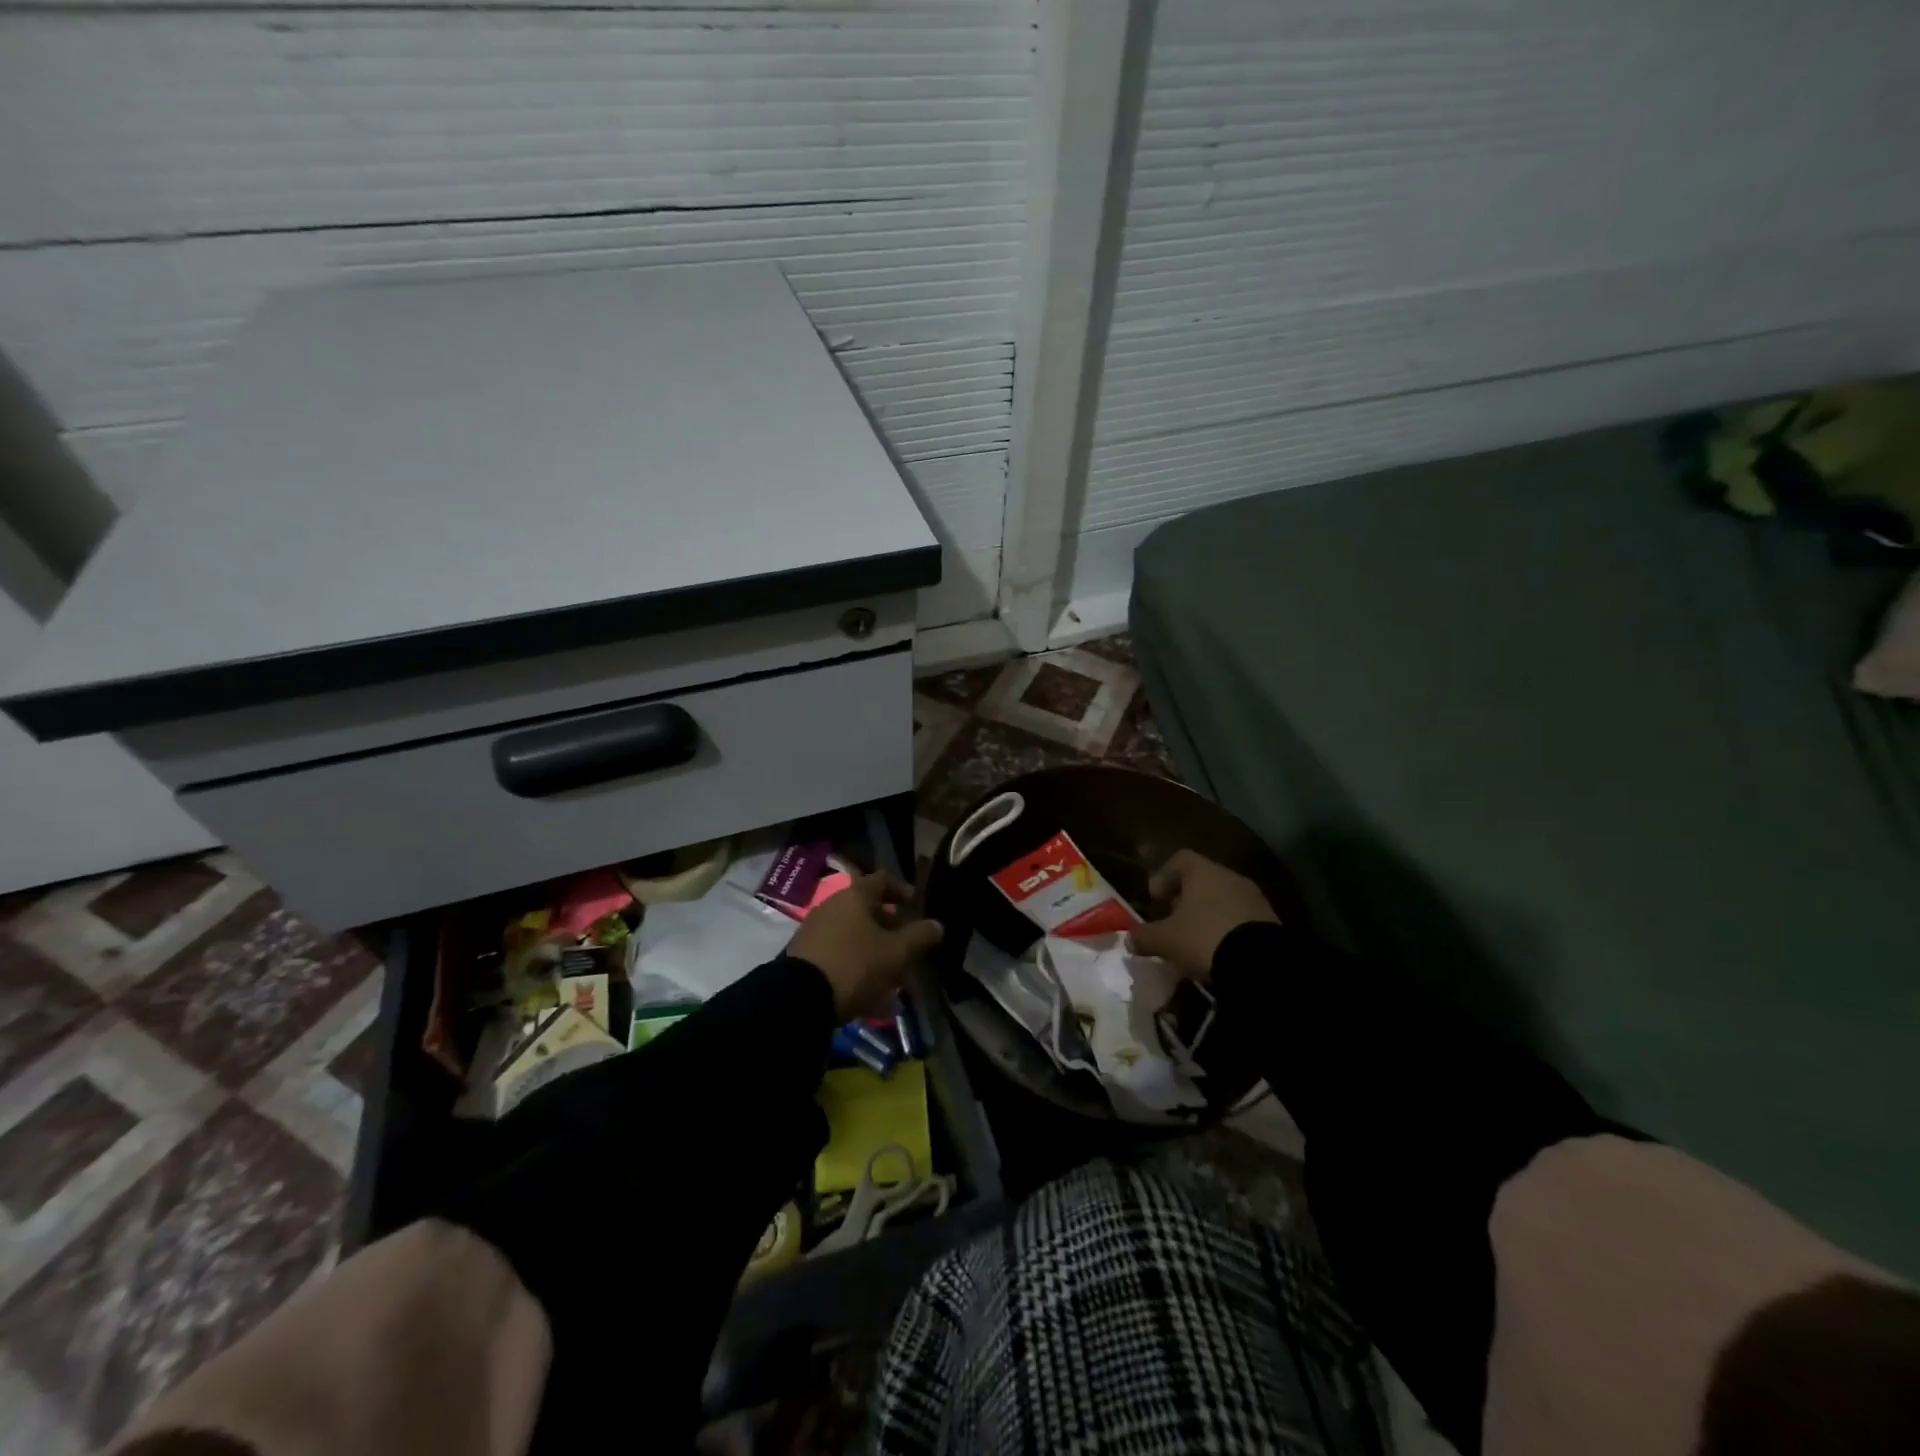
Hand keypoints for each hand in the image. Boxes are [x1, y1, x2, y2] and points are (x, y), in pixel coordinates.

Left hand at [788, 871, 943, 1018]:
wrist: (799, 998)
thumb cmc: (855, 964)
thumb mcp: (895, 953)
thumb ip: (919, 936)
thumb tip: (937, 925)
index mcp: (855, 896)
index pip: (883, 880)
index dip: (902, 889)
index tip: (916, 905)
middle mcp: (833, 905)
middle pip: (867, 909)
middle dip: (890, 926)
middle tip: (907, 945)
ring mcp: (816, 930)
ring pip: (854, 934)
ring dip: (874, 948)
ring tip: (892, 974)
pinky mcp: (805, 955)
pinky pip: (840, 953)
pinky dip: (857, 965)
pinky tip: (869, 993)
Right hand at [1132, 849, 1278, 981]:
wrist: (1262, 965)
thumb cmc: (1204, 938)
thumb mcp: (1166, 940)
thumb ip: (1144, 937)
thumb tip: (1129, 939)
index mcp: (1203, 872)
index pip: (1179, 859)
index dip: (1163, 876)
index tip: (1154, 899)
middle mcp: (1230, 877)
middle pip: (1202, 879)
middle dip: (1185, 899)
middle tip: (1172, 921)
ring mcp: (1254, 898)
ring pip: (1223, 899)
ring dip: (1207, 914)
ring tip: (1195, 940)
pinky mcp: (1270, 921)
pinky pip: (1240, 918)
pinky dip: (1226, 928)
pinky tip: (1218, 950)